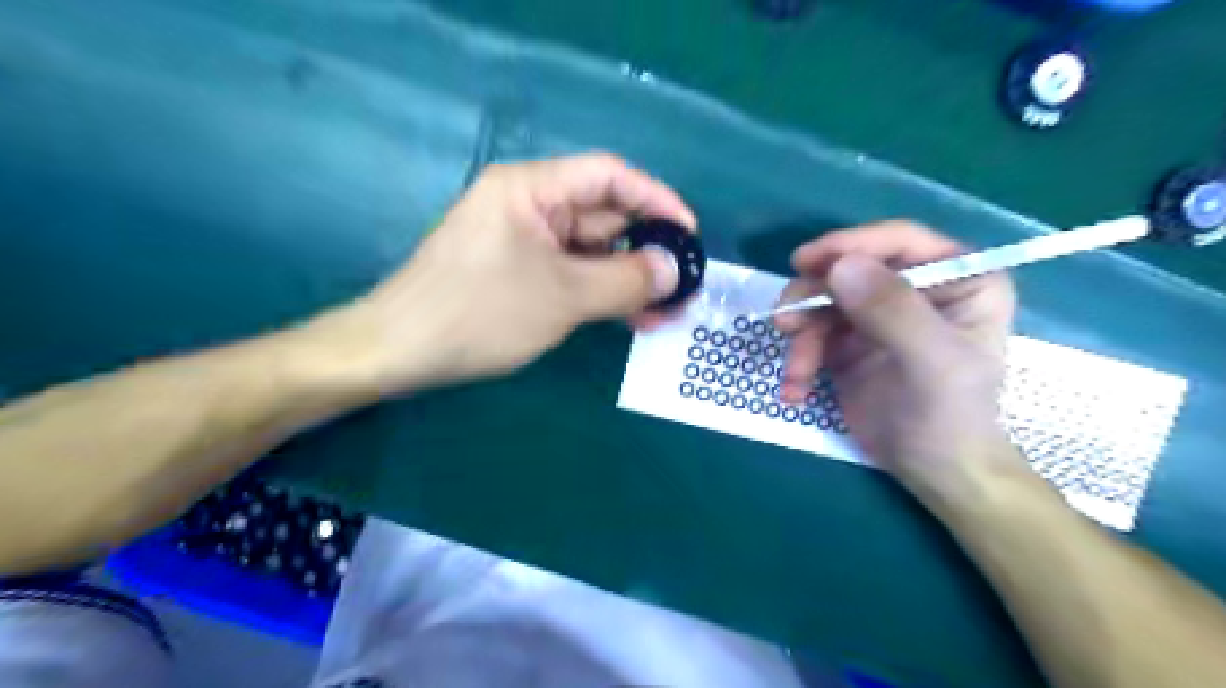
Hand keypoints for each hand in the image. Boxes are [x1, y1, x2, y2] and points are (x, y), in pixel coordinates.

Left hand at [325, 153, 691, 393]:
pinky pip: (572, 274)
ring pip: (591, 252)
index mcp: (532, 188)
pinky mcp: (520, 272)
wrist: (400, 352)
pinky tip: (631, 318)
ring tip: (665, 313)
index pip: (609, 176)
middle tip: (683, 287)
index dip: (656, 199)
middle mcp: (530, 205)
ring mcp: (524, 241)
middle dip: (645, 251)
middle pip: (603, 216)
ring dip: (627, 280)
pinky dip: (600, 293)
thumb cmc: (480, 313)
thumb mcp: (563, 297)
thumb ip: (626, 280)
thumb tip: (675, 269)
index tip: (689, 233)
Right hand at [775, 220, 1027, 505]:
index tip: (805, 262)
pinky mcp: (848, 341)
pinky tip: (796, 391)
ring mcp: (877, 314)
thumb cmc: (950, 416)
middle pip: (849, 269)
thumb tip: (840, 267)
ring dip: (801, 335)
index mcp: (958, 278)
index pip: (900, 242)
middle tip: (785, 323)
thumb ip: (893, 311)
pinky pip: (812, 334)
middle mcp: (915, 288)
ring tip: (796, 373)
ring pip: (822, 302)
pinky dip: (799, 361)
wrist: (933, 471)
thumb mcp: (931, 362)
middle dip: (813, 298)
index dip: (851, 244)